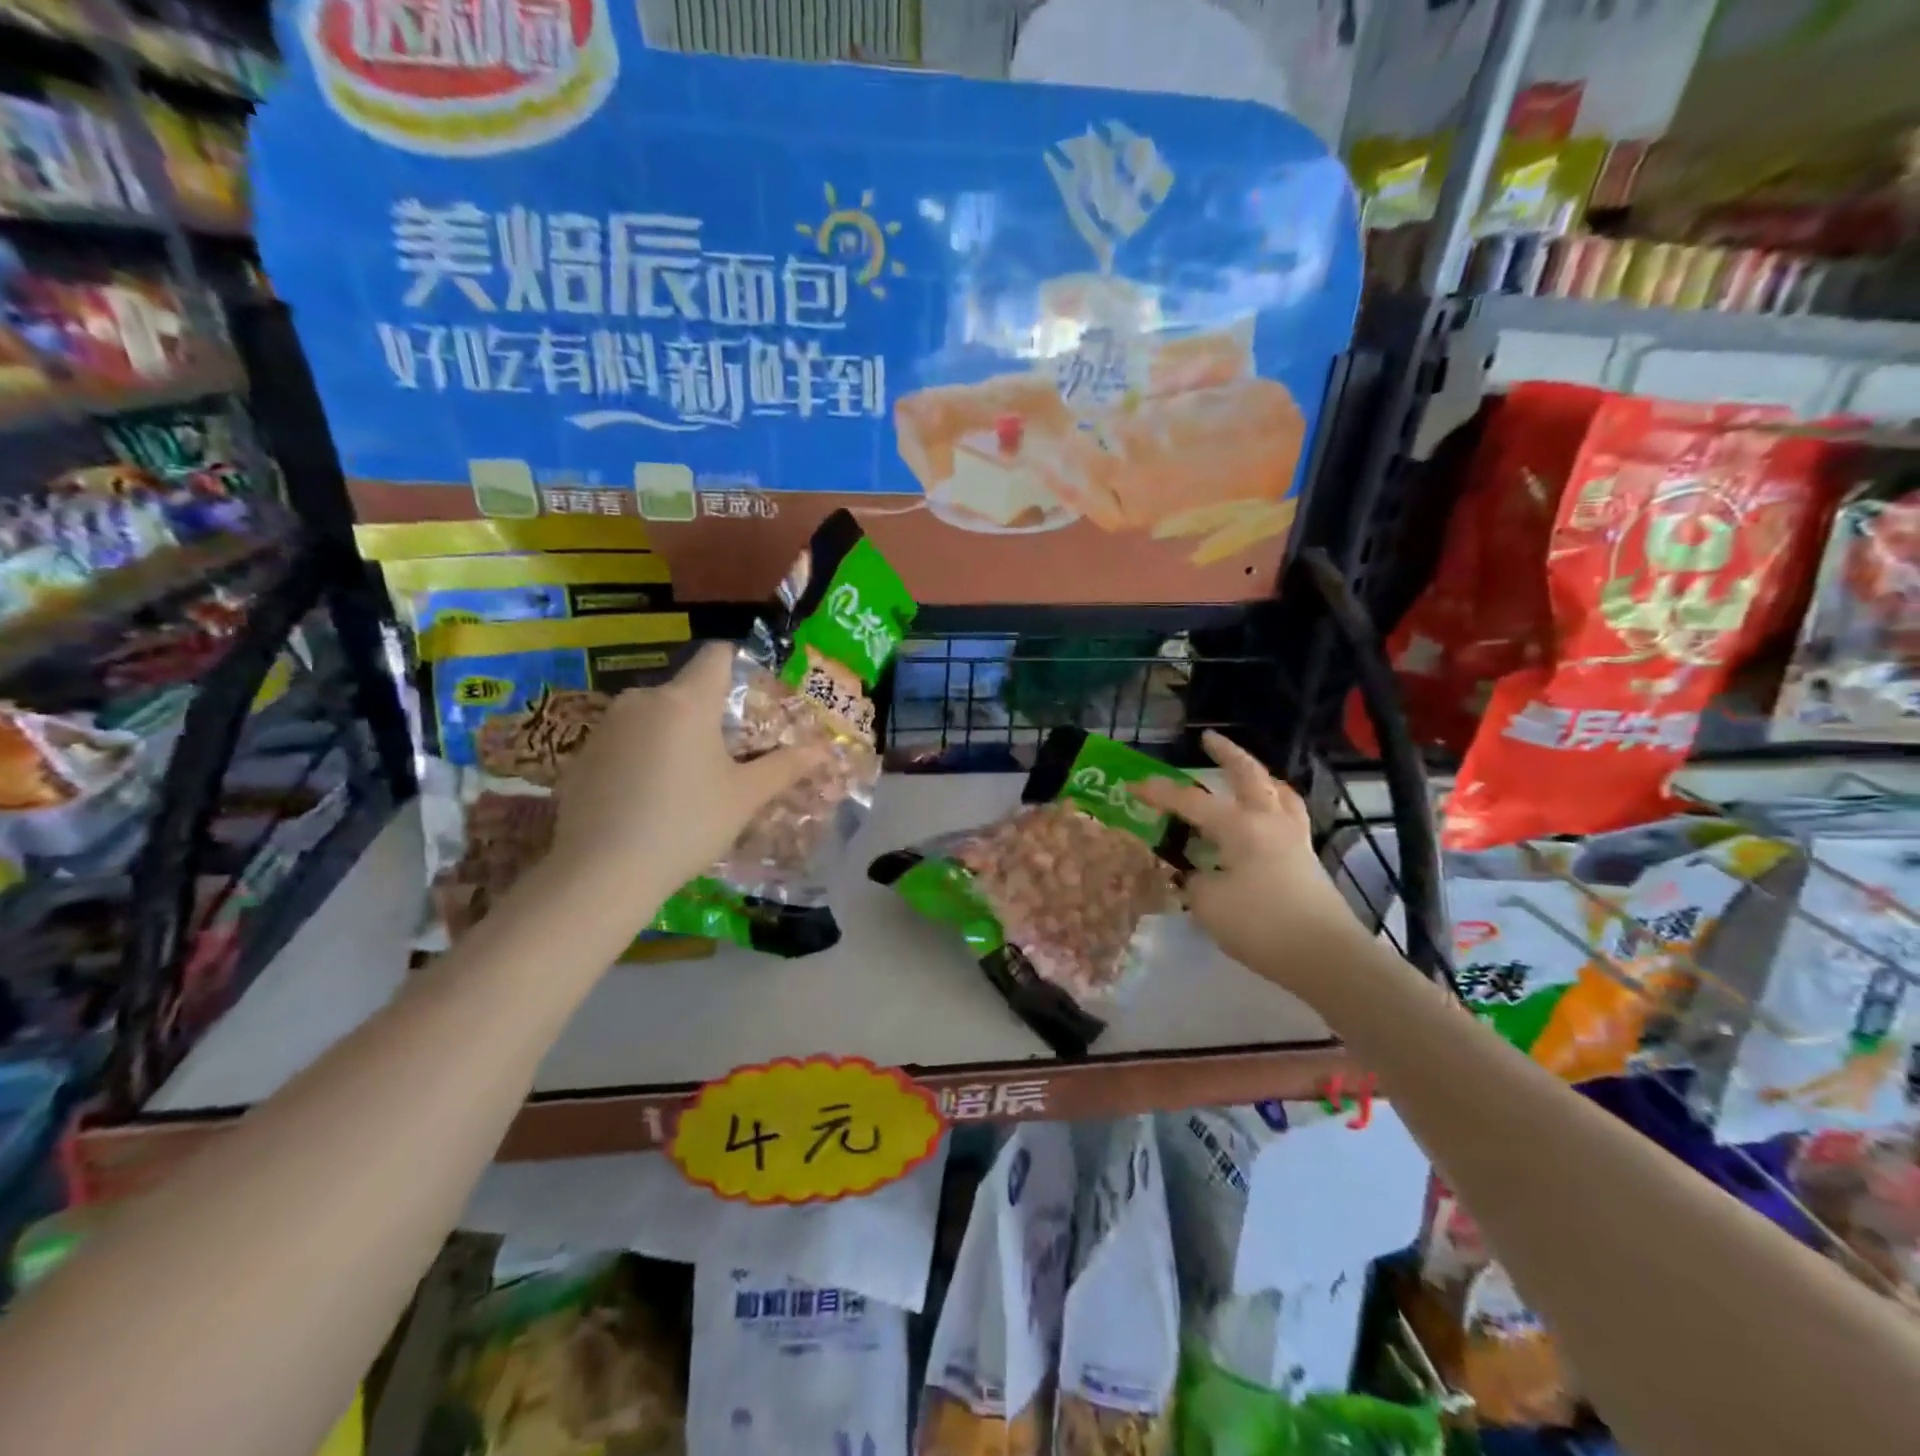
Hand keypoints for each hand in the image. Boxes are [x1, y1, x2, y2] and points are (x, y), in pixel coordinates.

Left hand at [548, 642, 827, 899]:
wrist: (600, 873)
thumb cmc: (685, 825)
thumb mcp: (744, 798)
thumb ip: (785, 767)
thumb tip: (824, 749)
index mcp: (686, 701)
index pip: (717, 655)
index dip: (739, 664)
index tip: (754, 696)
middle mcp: (643, 699)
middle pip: (686, 690)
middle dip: (710, 714)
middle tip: (731, 755)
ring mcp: (606, 726)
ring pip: (654, 716)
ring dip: (675, 736)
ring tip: (689, 782)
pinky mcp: (582, 755)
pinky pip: (625, 741)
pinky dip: (642, 757)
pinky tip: (647, 799)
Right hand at [1131, 730, 1362, 997]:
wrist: (1326, 956)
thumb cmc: (1262, 925)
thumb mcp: (1210, 905)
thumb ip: (1195, 881)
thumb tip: (1196, 874)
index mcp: (1239, 827)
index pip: (1191, 802)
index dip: (1159, 793)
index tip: (1134, 785)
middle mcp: (1268, 822)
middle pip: (1249, 775)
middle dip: (1227, 753)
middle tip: (1209, 738)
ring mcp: (1293, 839)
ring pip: (1278, 792)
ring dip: (1259, 776)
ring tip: (1247, 773)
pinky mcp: (1307, 859)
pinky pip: (1289, 816)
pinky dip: (1275, 804)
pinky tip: (1266, 817)